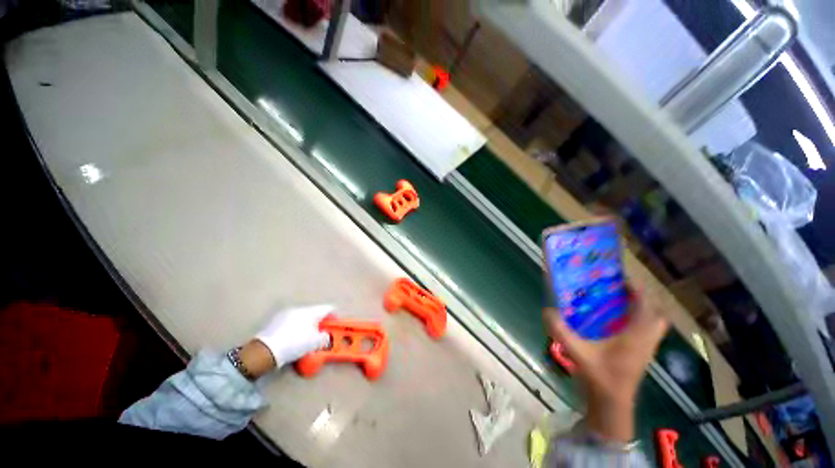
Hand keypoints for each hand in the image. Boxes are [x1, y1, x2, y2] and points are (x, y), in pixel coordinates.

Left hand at [255, 304, 332, 367]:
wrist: (265, 351)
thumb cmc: (294, 344)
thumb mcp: (315, 343)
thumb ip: (325, 337)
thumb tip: (326, 336)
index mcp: (310, 311)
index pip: (328, 308)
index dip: (334, 316)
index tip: (335, 325)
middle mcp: (299, 309)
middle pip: (315, 313)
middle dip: (320, 322)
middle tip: (322, 333)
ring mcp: (285, 314)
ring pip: (303, 317)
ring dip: (308, 325)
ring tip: (307, 338)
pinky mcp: (275, 322)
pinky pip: (292, 322)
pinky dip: (297, 328)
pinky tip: (294, 339)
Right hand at [543, 282, 668, 442]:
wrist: (611, 404)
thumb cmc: (599, 377)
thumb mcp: (577, 352)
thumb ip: (561, 331)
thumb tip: (547, 310)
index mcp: (635, 337)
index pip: (646, 307)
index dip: (638, 290)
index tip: (623, 278)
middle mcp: (646, 340)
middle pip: (657, 314)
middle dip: (644, 300)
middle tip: (623, 291)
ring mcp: (646, 349)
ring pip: (655, 324)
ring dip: (643, 310)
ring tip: (621, 302)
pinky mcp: (642, 354)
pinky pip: (647, 331)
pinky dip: (638, 321)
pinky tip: (617, 322)